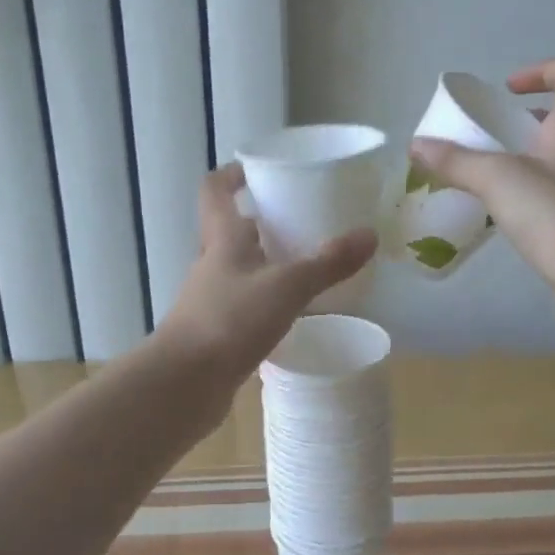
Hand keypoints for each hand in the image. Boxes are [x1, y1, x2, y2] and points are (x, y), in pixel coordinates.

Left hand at [157, 163, 377, 389]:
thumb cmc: (229, 320)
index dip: (232, 174)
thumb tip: (369, 234)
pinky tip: (293, 314)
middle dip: (262, 222)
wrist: (184, 383)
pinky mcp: (216, 333)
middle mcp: (211, 264)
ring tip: (306, 266)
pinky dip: (266, 302)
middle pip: (231, 230)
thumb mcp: (287, 287)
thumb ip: (328, 263)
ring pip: (240, 270)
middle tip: (302, 221)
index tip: (258, 171)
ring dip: (266, 264)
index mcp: (222, 240)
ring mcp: (210, 300)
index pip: (214, 191)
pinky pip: (244, 306)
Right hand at [411, 58, 554, 284]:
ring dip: (524, 158)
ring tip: (487, 178)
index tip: (507, 91)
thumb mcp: (497, 179)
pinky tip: (503, 213)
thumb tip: (417, 145)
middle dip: (522, 121)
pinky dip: (529, 192)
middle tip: (488, 138)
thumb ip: (456, 161)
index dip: (542, 70)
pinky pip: (554, 192)